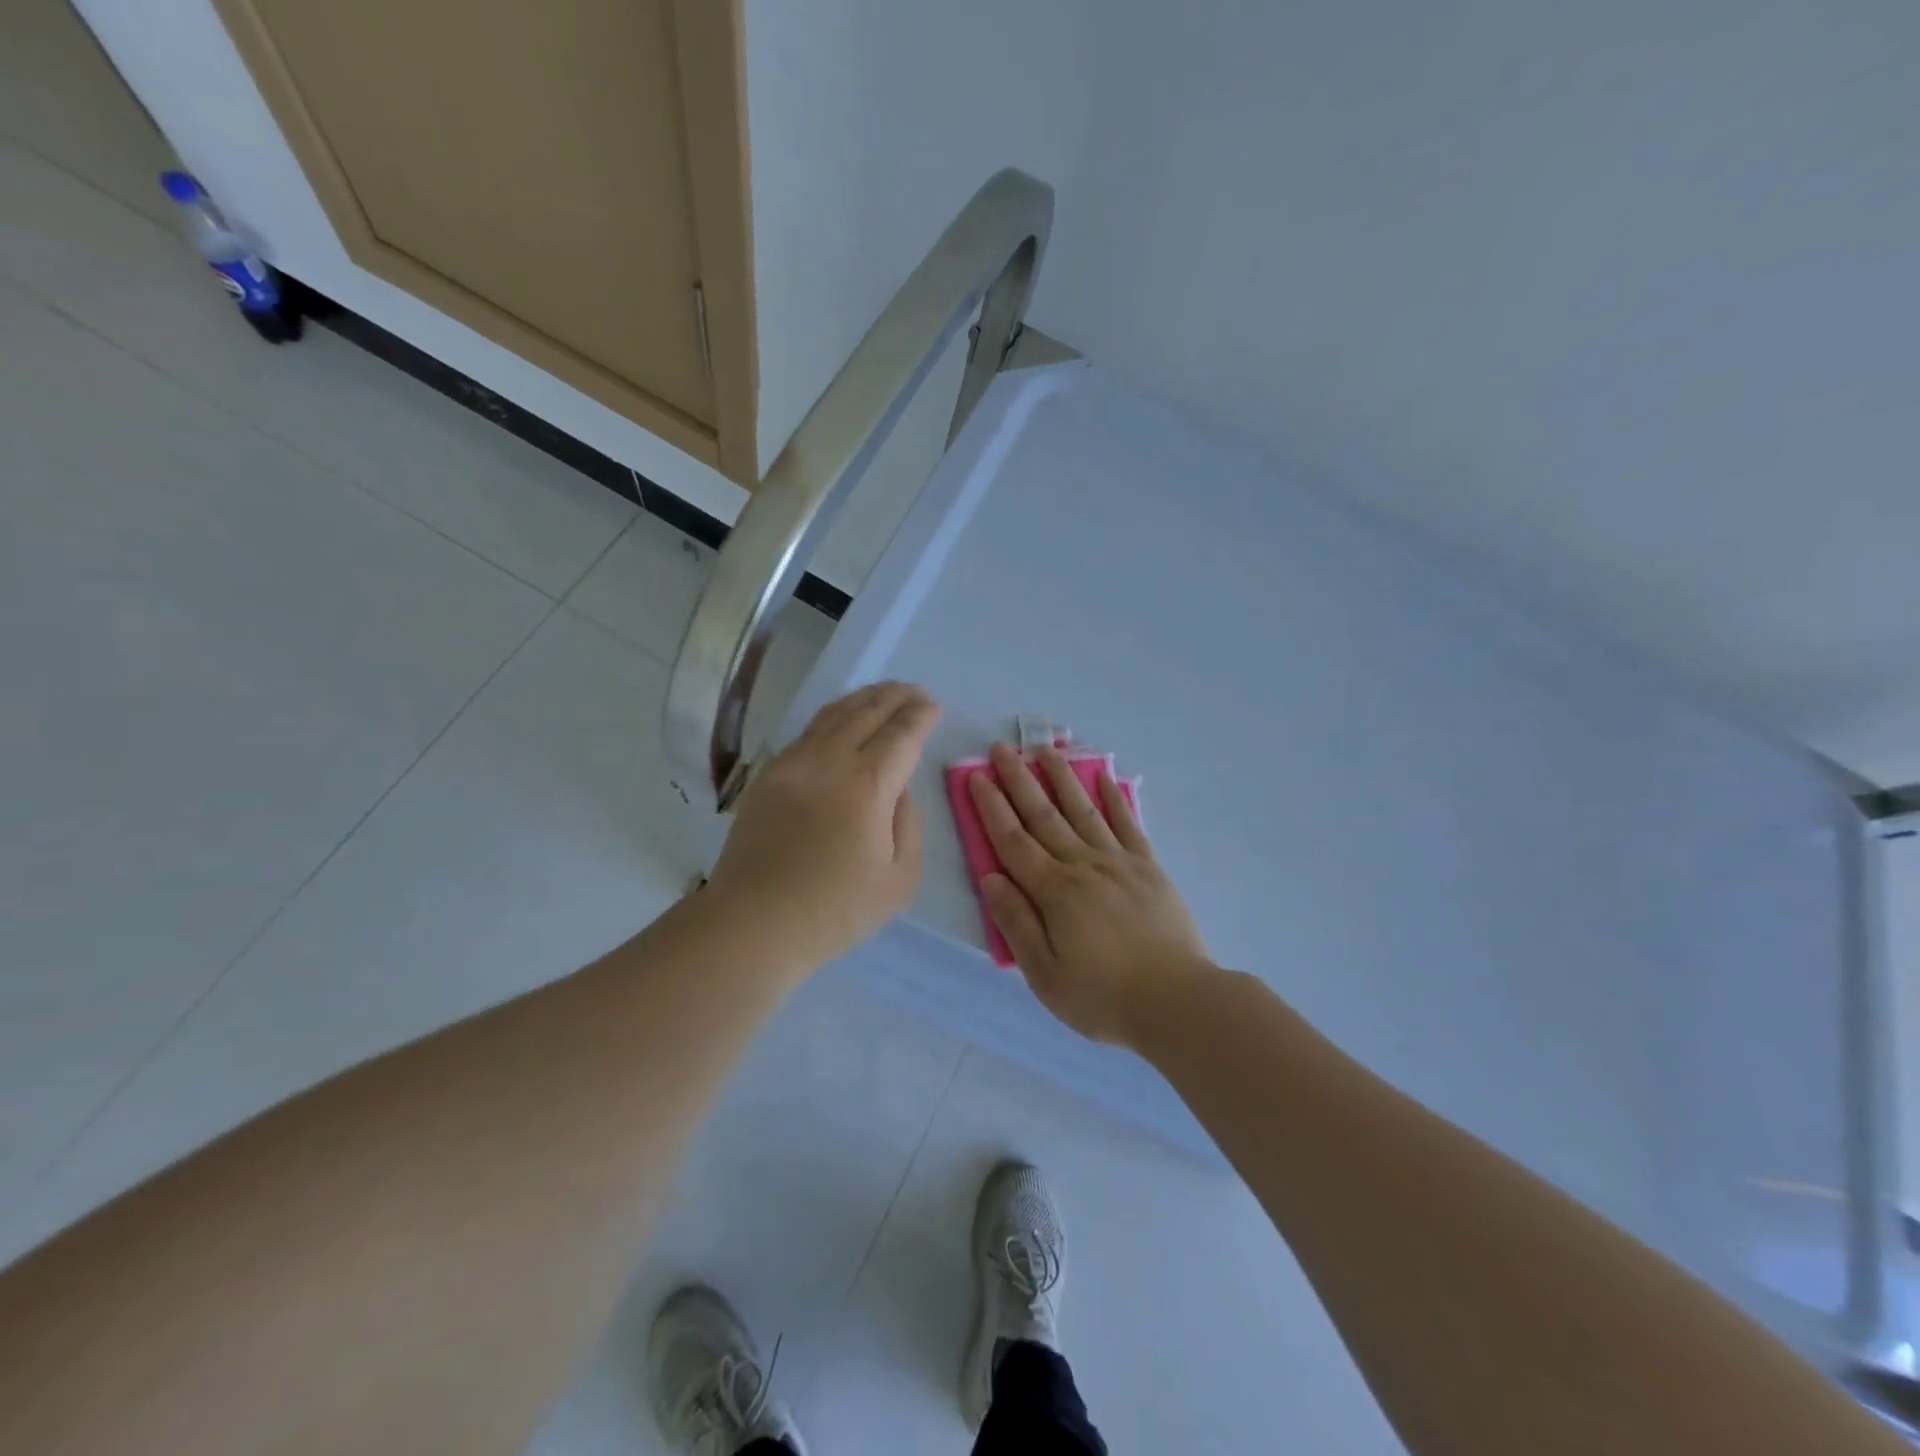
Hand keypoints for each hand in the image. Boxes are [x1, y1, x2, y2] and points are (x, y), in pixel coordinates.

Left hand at [706, 682, 940, 971]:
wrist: (754, 922)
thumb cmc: (836, 909)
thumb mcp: (900, 878)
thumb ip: (908, 823)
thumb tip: (898, 789)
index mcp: (868, 785)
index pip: (901, 734)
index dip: (921, 716)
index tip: (933, 705)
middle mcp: (830, 761)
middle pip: (867, 712)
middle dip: (895, 696)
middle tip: (914, 690)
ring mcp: (794, 764)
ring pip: (833, 715)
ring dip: (863, 699)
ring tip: (882, 693)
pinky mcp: (769, 776)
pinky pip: (807, 732)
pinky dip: (832, 716)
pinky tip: (840, 720)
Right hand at [969, 742, 1211, 1046]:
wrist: (1177, 1001)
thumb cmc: (1103, 996)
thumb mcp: (1045, 973)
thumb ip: (1016, 921)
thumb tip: (990, 877)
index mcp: (1054, 891)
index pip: (1013, 840)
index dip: (992, 808)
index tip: (977, 777)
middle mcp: (1083, 865)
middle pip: (1044, 815)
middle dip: (1019, 780)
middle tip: (1002, 749)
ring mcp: (1119, 863)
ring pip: (1083, 810)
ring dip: (1062, 778)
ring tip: (1046, 749)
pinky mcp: (1149, 868)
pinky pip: (1128, 824)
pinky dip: (1115, 798)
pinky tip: (1104, 777)